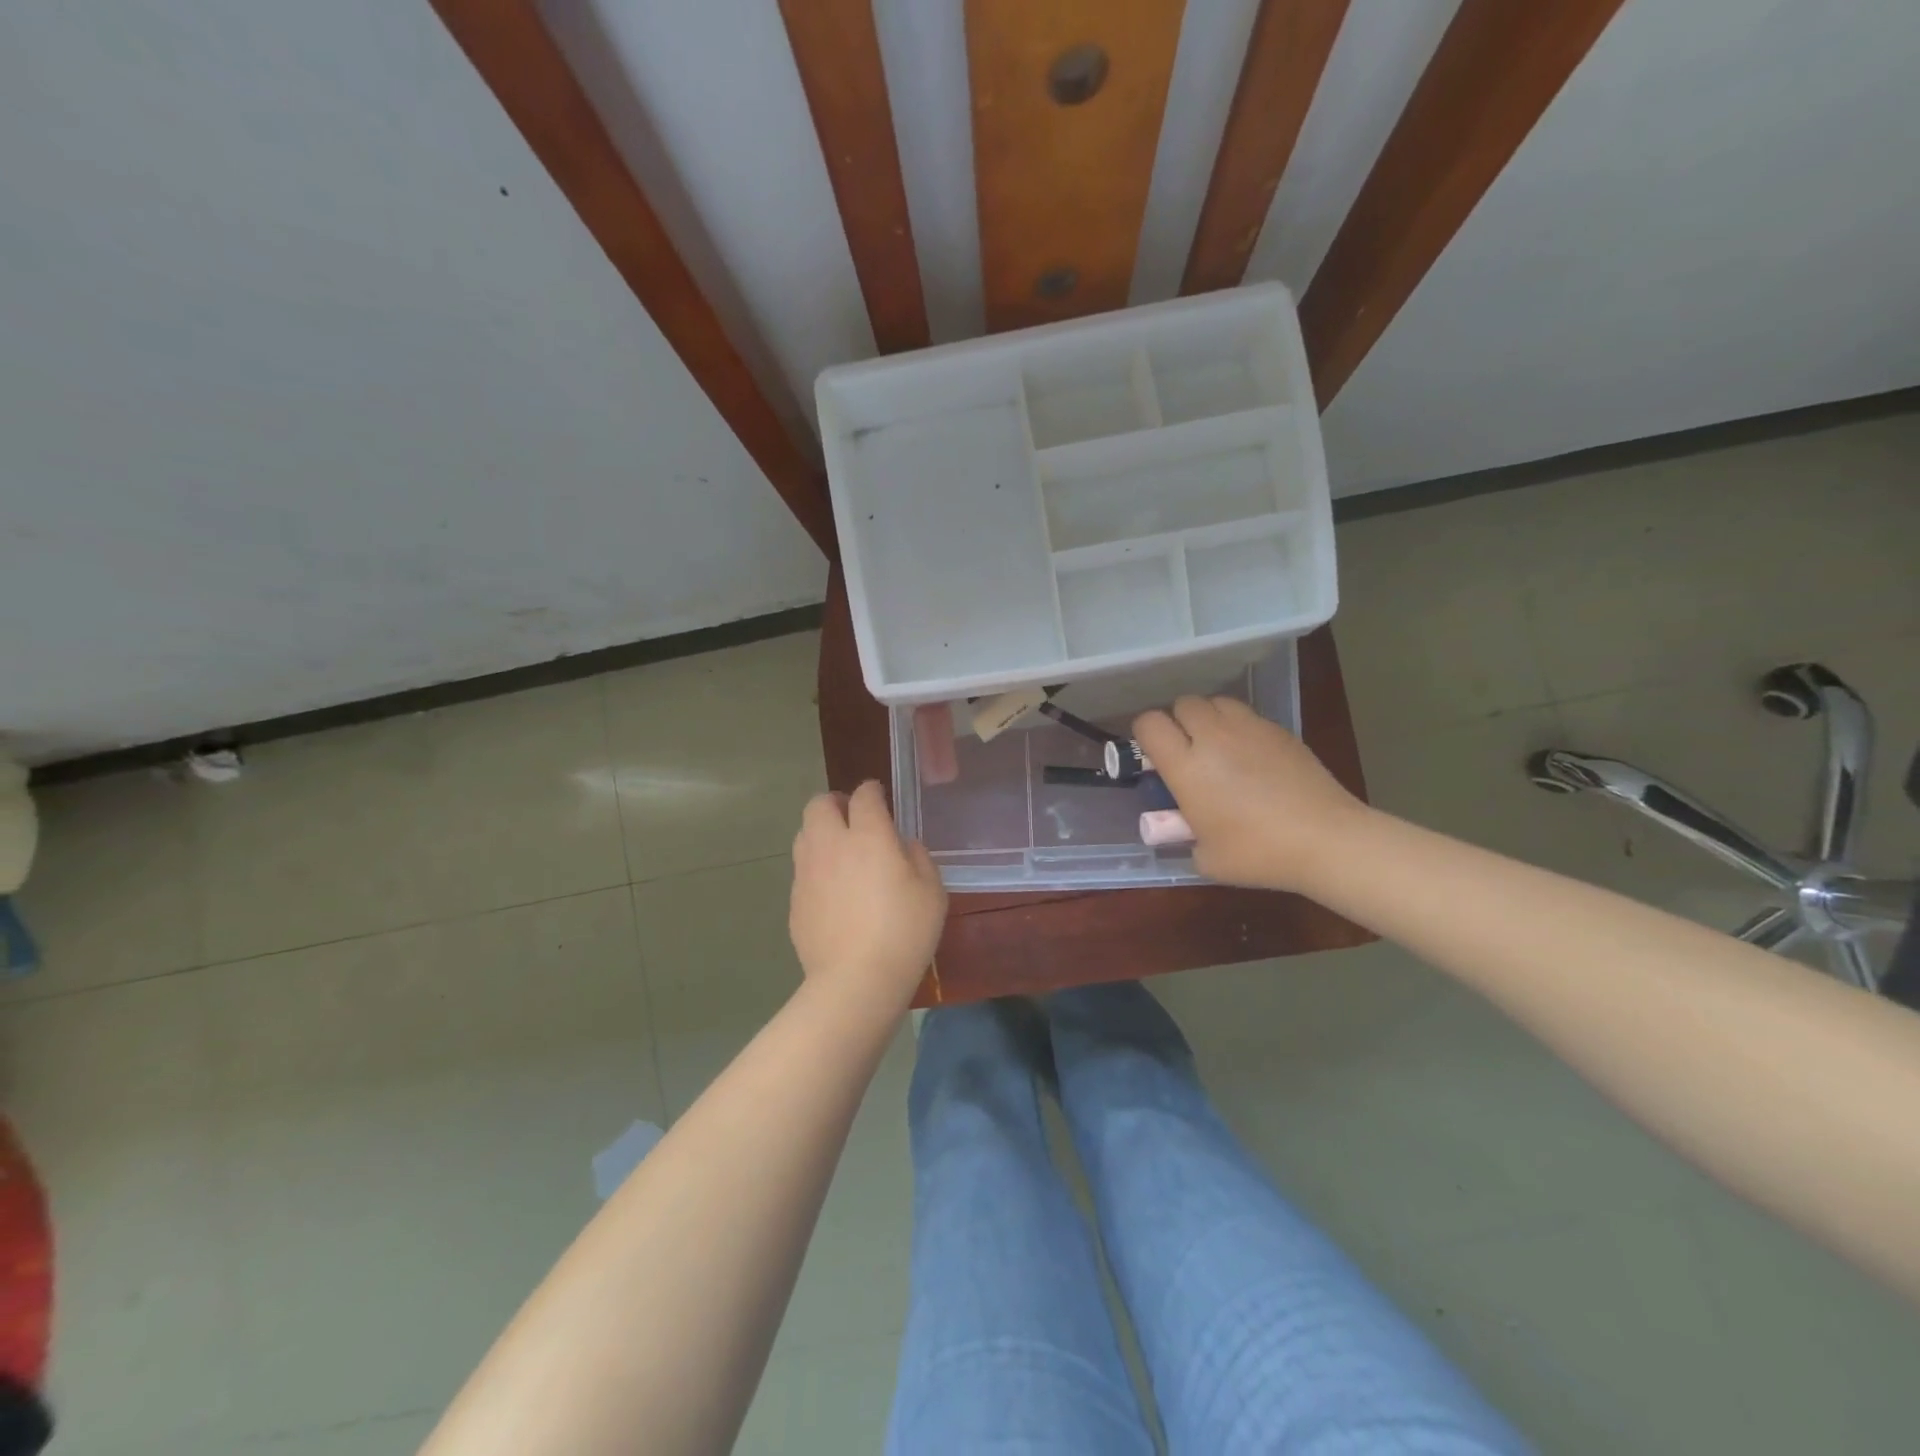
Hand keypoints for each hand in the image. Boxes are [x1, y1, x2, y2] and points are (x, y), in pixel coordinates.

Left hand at [789, 781, 947, 1008]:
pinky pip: (803, 870)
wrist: (855, 981)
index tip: (879, 798)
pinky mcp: (795, 900)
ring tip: (840, 852)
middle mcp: (831, 845)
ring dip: (821, 832)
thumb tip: (901, 846)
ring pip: (804, 833)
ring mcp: (807, 873)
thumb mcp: (932, 892)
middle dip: (836, 803)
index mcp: (868, 836)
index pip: (864, 795)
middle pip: (819, 804)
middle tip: (853, 819)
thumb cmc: (904, 932)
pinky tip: (833, 892)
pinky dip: (816, 868)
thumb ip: (918, 857)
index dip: (872, 792)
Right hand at [1134, 696, 1367, 891]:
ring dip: (1209, 718)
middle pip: (1183, 704)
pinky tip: (1252, 757)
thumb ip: (1185, 833)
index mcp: (1187, 767)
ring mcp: (1250, 729)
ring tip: (1218, 746)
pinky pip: (1248, 716)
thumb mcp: (1205, 857)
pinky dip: (1240, 728)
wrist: (1326, 840)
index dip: (1145, 734)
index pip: (1150, 724)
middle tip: (1186, 750)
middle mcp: (1213, 738)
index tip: (1152, 754)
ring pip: (1216, 702)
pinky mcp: (1280, 731)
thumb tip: (1185, 823)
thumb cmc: (1258, 854)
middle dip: (1178, 721)